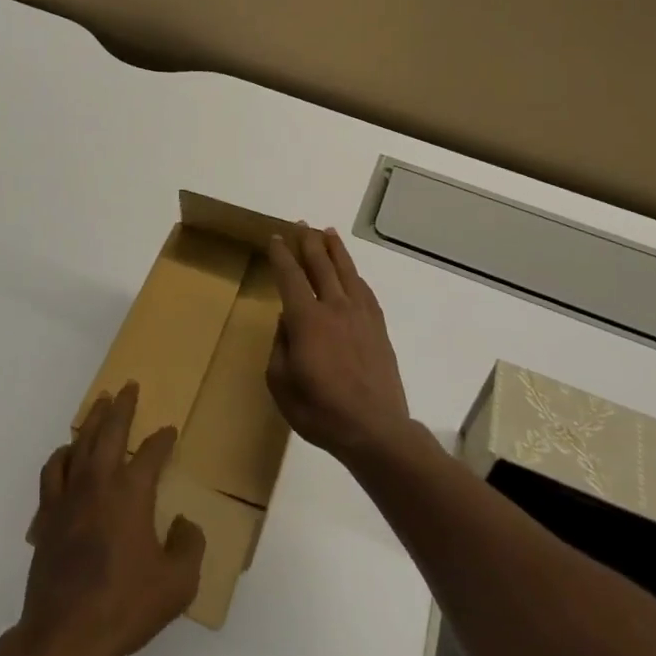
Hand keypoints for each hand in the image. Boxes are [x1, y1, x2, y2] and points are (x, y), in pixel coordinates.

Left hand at [19, 382, 205, 655]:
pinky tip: (66, 454)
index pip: (151, 452)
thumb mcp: (177, 584)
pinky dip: (61, 456)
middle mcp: (99, 482)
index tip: (170, 431)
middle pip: (110, 431)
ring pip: (79, 443)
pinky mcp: (46, 516)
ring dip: (91, 420)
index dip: (163, 439)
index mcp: (131, 491)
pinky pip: (52, 472)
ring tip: (98, 404)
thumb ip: (190, 546)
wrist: (64, 634)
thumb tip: (185, 522)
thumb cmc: (124, 605)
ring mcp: (68, 496)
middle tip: (128, 386)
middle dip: (122, 406)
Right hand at [266, 226, 412, 466]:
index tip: (276, 238)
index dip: (282, 255)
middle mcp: (334, 307)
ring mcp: (360, 315)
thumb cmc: (321, 411)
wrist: (375, 430)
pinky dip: (354, 275)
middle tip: (301, 225)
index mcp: (306, 319)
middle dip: (308, 242)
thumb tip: (287, 322)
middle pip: (320, 265)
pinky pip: (364, 290)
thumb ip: (279, 347)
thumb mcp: (281, 384)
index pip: (290, 276)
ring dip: (335, 249)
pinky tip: (352, 273)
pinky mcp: (378, 327)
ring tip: (327, 232)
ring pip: (346, 271)